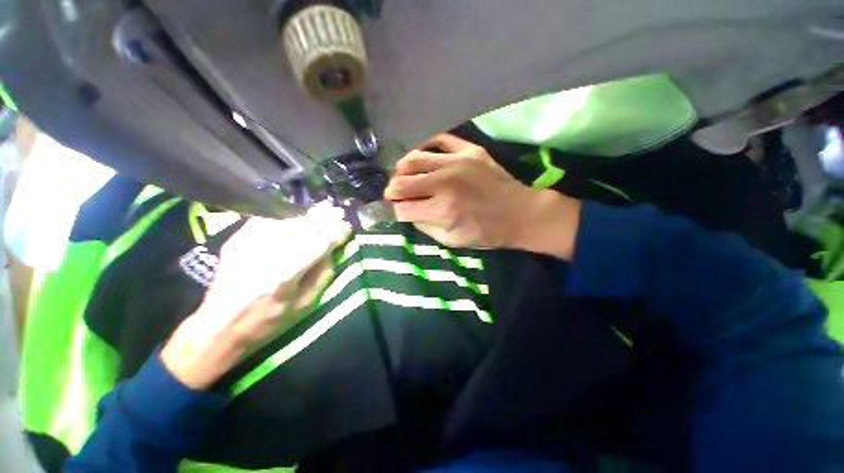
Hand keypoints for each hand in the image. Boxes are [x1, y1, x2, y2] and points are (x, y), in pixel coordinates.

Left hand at [161, 204, 351, 389]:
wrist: (218, 326)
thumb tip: (331, 252)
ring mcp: (249, 244)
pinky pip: (266, 221)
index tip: (348, 227)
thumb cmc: (267, 322)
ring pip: (286, 221)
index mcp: (286, 275)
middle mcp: (268, 254)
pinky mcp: (237, 240)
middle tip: (338, 211)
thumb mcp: (304, 306)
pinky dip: (284, 217)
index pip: (319, 245)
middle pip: (303, 227)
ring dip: (308, 215)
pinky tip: (295, 217)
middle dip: (324, 218)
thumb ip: (322, 276)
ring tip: (322, 210)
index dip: (336, 233)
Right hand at [384, 134, 579, 254]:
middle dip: (392, 191)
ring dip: (401, 170)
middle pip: (401, 182)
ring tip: (403, 176)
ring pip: (413, 159)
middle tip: (394, 194)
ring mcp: (457, 161)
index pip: (403, 209)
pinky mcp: (469, 150)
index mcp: (443, 210)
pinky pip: (438, 139)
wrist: (520, 213)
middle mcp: (445, 182)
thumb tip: (407, 212)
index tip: (401, 212)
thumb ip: (425, 226)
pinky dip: (424, 146)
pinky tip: (421, 155)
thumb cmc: (486, 233)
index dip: (397, 212)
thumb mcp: (452, 241)